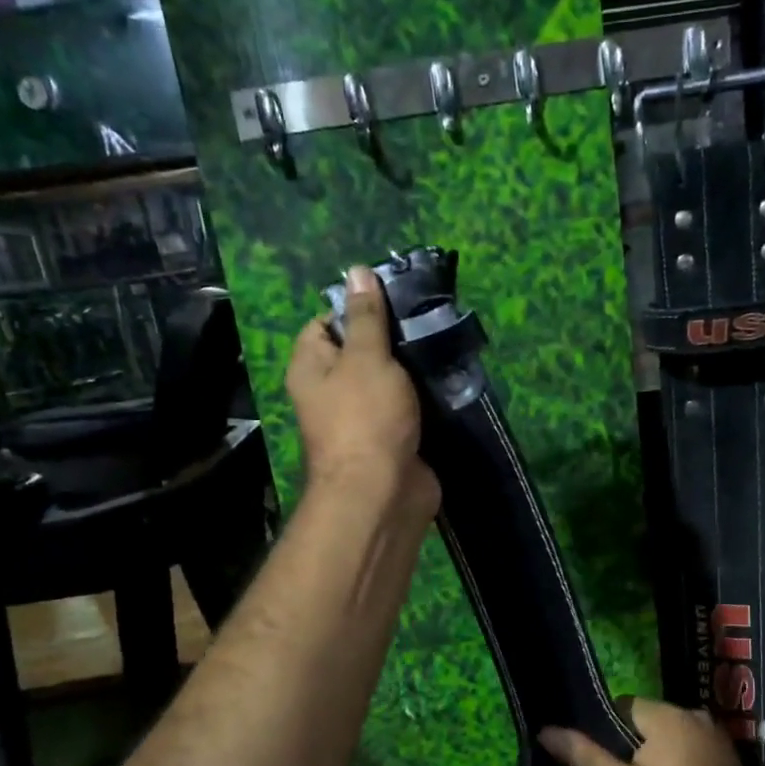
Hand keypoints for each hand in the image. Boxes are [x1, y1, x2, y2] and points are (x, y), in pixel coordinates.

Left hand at [286, 266, 438, 515]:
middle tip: (428, 321)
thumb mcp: (366, 357)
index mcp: (313, 368)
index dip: (355, 309)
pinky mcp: (394, 440)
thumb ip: (366, 317)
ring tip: (445, 344)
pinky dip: (428, 399)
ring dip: (415, 370)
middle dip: (394, 339)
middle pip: (362, 352)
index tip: (393, 302)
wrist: (382, 494)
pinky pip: (410, 410)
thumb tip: (356, 271)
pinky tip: (451, 380)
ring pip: (391, 382)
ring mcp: (365, 419)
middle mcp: (333, 393)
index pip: (325, 324)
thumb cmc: (365, 419)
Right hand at [538, 697, 764, 765]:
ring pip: (673, 735)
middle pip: (650, 720)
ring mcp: (718, 734)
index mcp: (667, 715)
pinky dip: (682, 762)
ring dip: (660, 755)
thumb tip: (545, 731)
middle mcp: (695, 714)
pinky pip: (694, 747)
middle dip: (636, 745)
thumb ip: (586, 756)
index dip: (610, 734)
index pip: (624, 706)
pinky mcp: (732, 755)